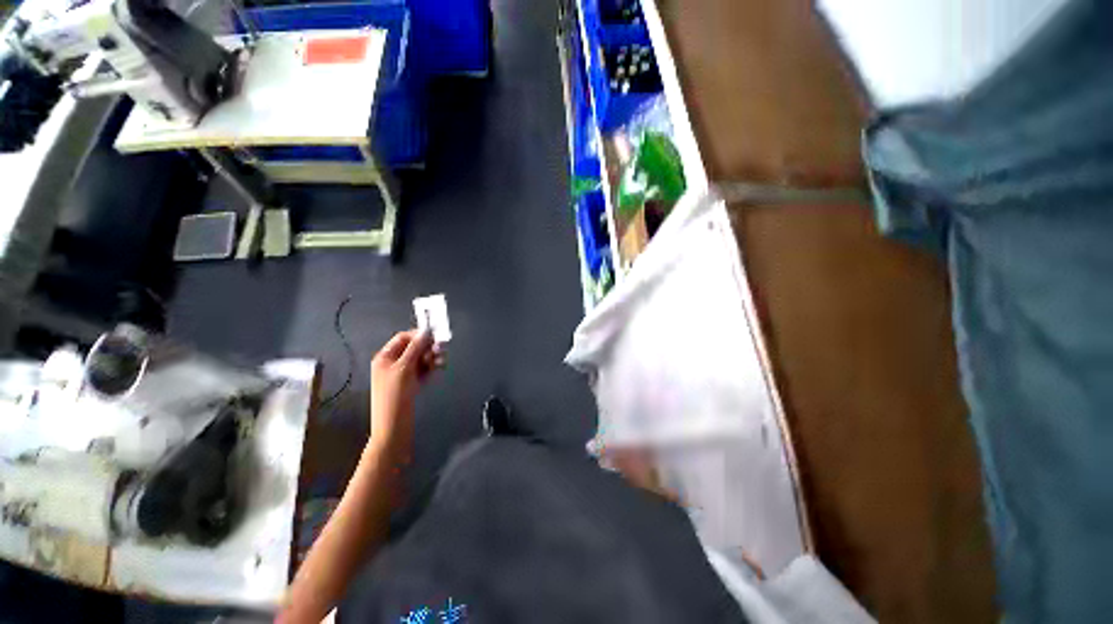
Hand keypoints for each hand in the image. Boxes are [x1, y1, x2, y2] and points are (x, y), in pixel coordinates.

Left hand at [368, 329, 440, 456]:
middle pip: (415, 347)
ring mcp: (404, 373)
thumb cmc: (395, 394)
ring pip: (422, 358)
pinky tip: (438, 368)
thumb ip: (416, 348)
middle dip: (428, 348)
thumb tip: (426, 331)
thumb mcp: (404, 368)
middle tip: (440, 351)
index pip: (403, 338)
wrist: (394, 425)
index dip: (419, 335)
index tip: (435, 337)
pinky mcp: (413, 382)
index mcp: (386, 357)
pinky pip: (424, 369)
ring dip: (432, 357)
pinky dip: (432, 367)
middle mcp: (394, 362)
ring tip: (440, 362)